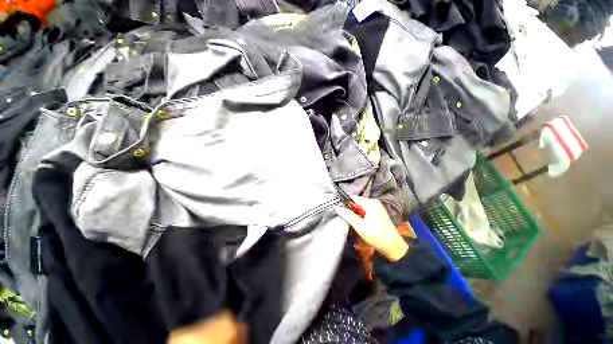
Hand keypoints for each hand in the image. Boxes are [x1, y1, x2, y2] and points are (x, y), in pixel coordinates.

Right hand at [335, 196, 407, 261]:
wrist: (393, 247)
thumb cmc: (376, 235)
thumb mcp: (360, 226)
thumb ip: (348, 215)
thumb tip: (337, 207)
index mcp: (370, 202)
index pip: (353, 197)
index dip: (344, 202)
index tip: (337, 208)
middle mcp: (374, 202)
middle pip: (357, 202)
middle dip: (349, 208)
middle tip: (341, 215)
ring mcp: (377, 208)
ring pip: (360, 207)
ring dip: (354, 212)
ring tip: (347, 219)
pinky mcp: (377, 213)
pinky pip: (365, 211)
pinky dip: (359, 215)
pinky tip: (356, 222)